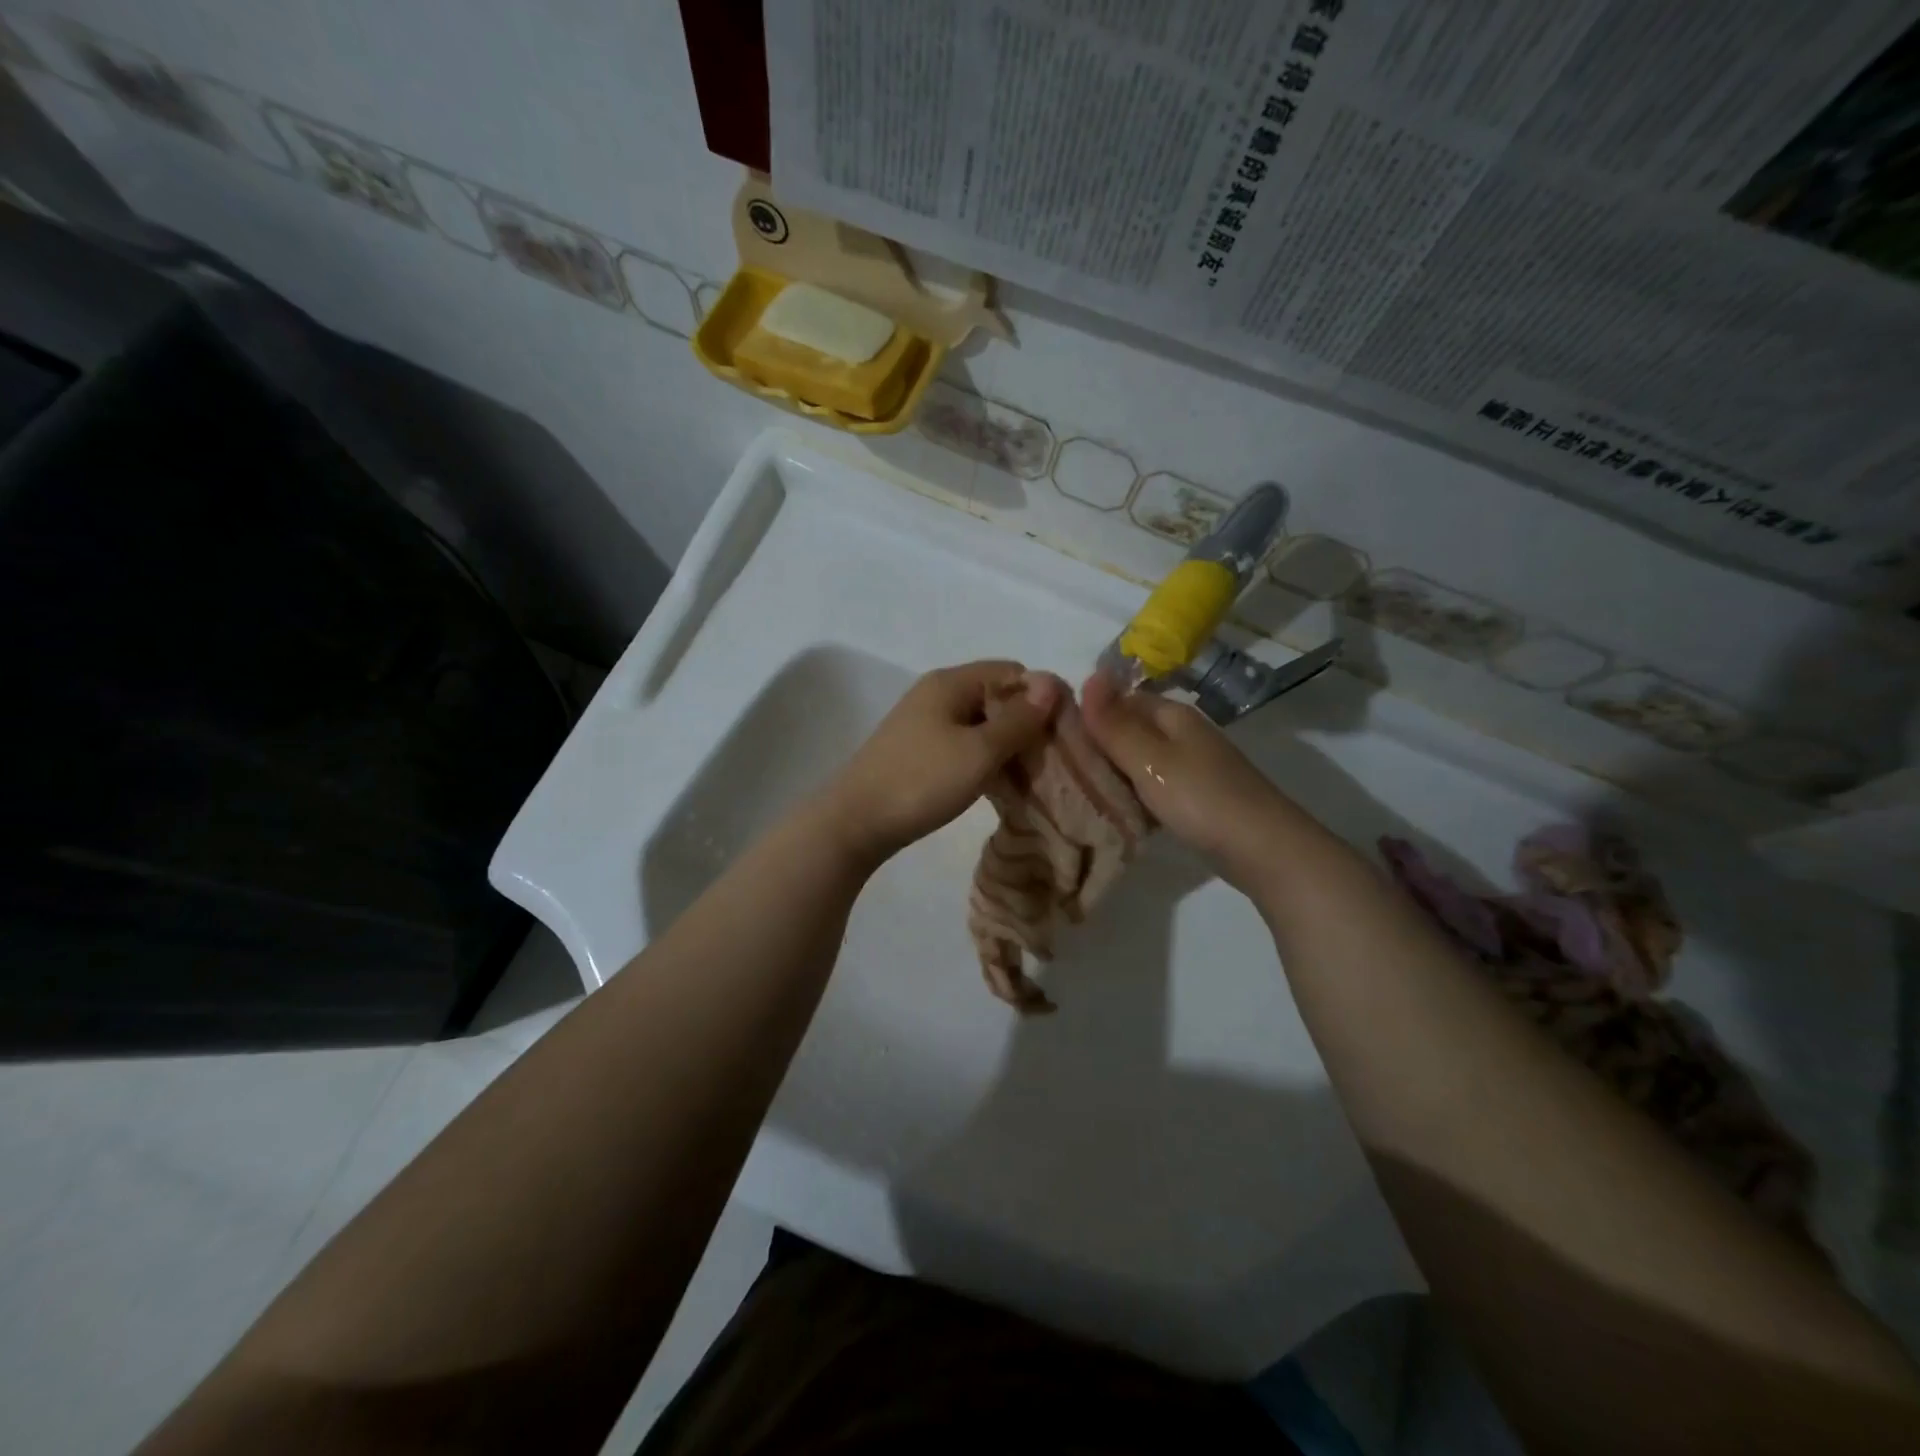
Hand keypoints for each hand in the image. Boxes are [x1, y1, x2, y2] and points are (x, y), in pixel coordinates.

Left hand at [818, 660, 1061, 868]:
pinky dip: (984, 759)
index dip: (1041, 696)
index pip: (1012, 671)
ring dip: (1006, 746)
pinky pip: (963, 744)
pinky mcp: (919, 750)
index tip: (1062, 734)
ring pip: (981, 724)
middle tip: (1049, 761)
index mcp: (951, 682)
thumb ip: (1018, 719)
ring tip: (1028, 777)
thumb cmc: (921, 781)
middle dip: (1026, 724)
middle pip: (997, 696)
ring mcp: (925, 723)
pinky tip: (998, 785)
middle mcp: (937, 694)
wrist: (855, 822)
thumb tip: (1051, 682)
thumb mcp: (979, 752)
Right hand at [1079, 669, 1291, 888]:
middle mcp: (1182, 732)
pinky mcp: (1196, 796)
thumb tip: (1088, 674)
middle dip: (1097, 746)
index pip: (1119, 700)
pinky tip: (1116, 811)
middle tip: (1058, 770)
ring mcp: (1192, 765)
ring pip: (1140, 760)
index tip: (1052, 737)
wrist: (1264, 849)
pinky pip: (1153, 785)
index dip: (1087, 714)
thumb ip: (1115, 723)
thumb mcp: (1148, 759)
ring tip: (1077, 791)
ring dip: (1113, 773)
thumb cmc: (1200, 798)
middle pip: (1129, 730)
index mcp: (1171, 714)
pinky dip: (1134, 794)